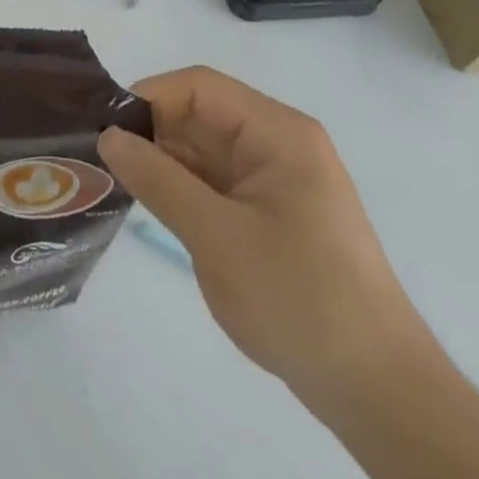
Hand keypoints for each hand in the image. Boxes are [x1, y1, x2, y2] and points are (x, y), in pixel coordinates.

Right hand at [98, 66, 434, 402]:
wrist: (378, 392)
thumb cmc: (299, 299)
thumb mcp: (216, 236)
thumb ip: (158, 179)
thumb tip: (108, 136)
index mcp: (277, 132)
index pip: (200, 87)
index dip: (150, 97)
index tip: (105, 129)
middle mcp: (278, 143)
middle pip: (201, 114)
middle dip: (152, 131)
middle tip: (99, 157)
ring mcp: (276, 179)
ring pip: (205, 148)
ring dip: (163, 160)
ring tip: (114, 179)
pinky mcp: (271, 211)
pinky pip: (216, 180)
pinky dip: (182, 186)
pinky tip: (150, 201)